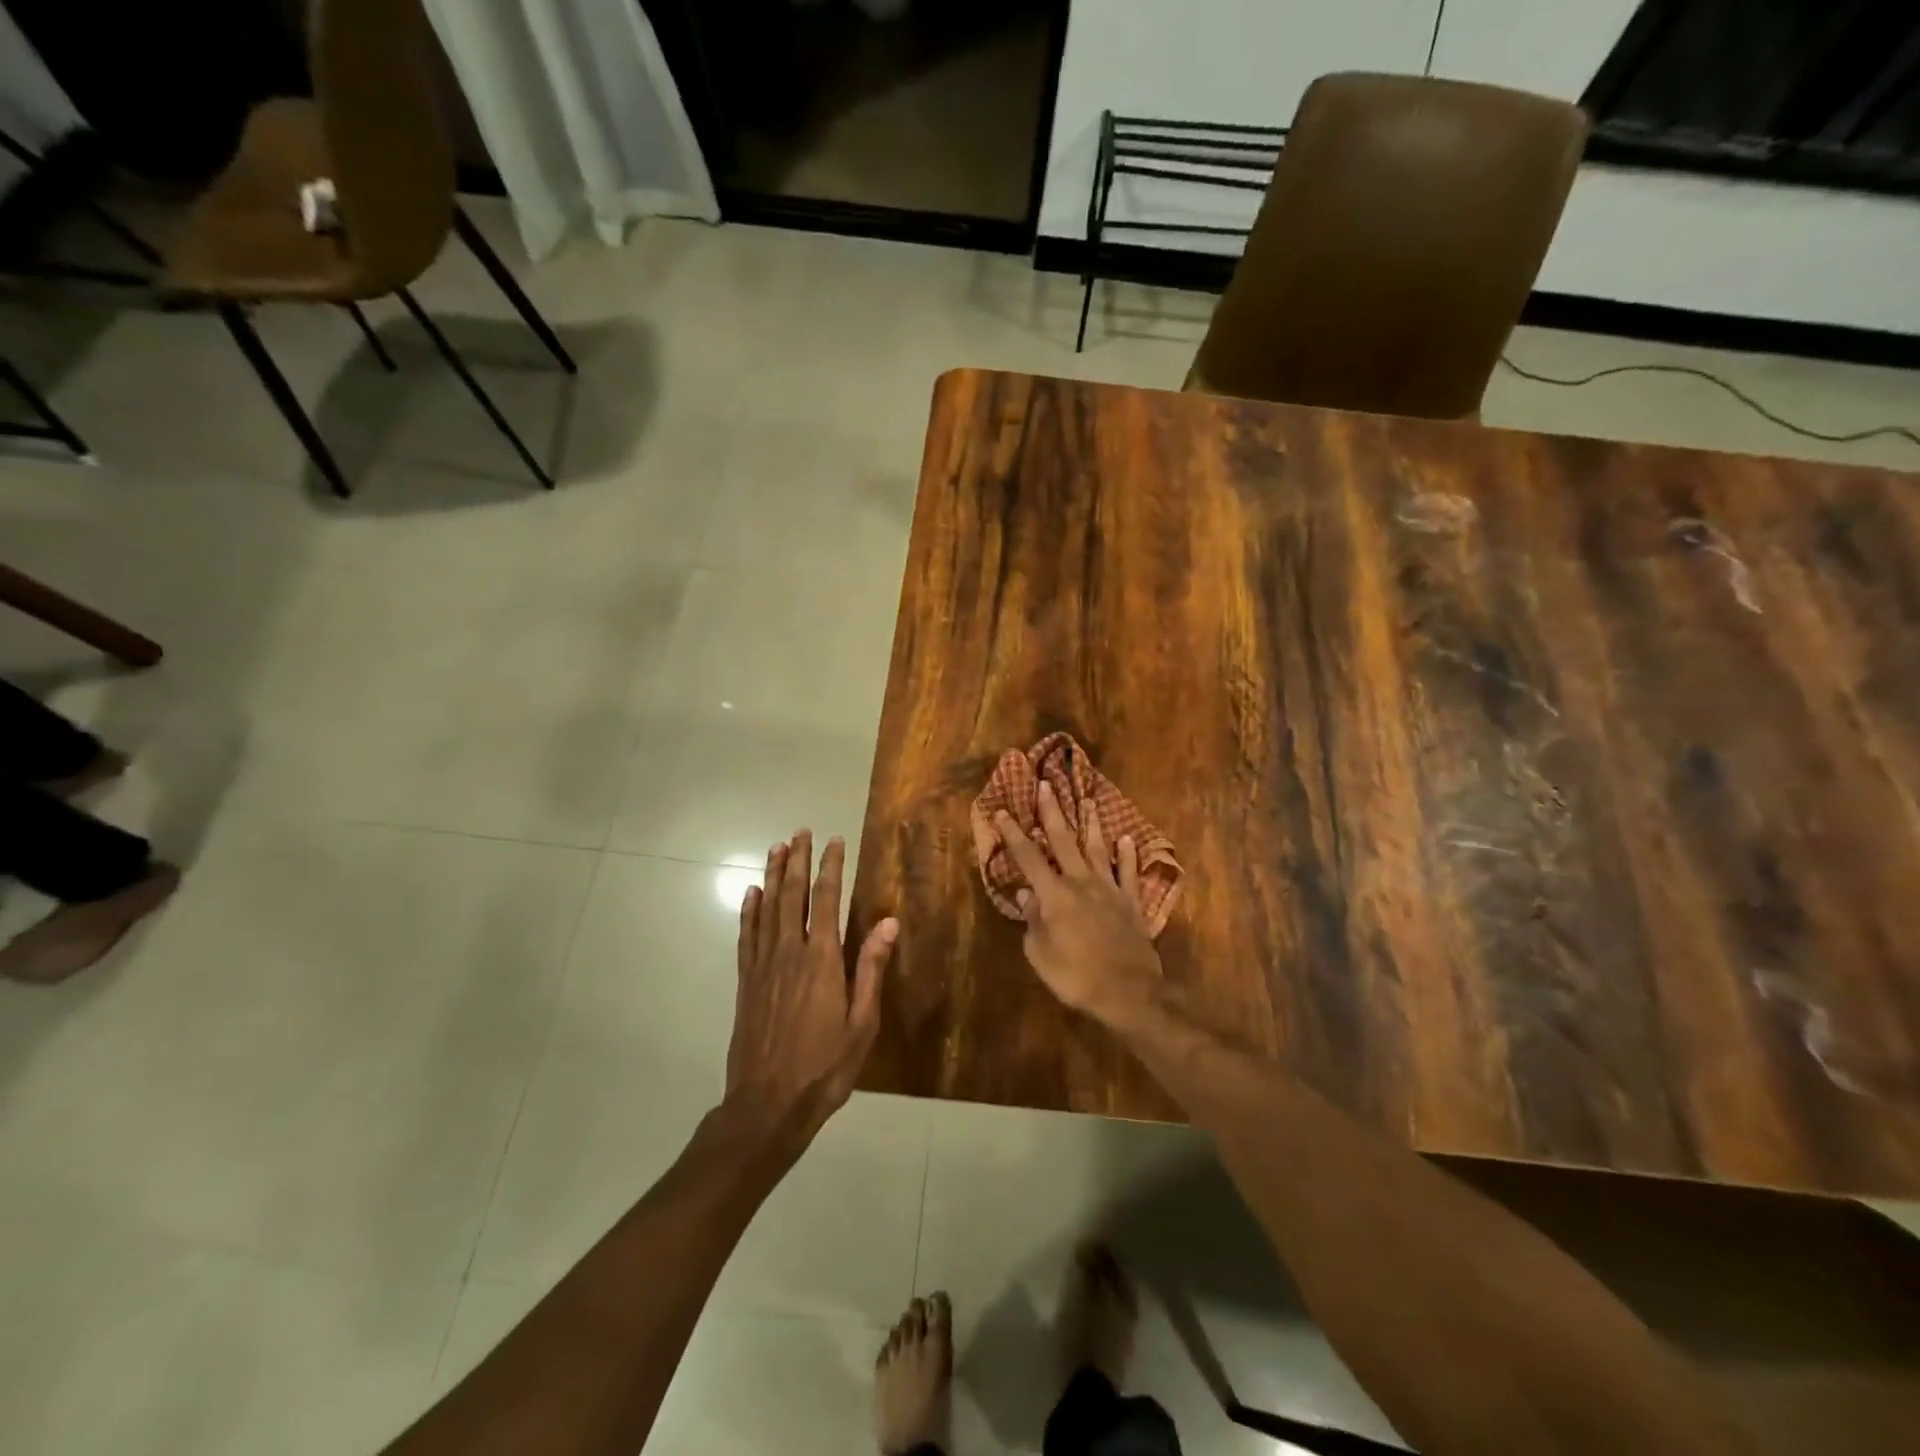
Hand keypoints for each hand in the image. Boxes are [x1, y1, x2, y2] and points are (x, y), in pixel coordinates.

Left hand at [726, 830, 897, 1144]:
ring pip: (767, 909)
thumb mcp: (862, 1023)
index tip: (835, 841)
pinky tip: (750, 894)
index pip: (826, 900)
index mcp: (822, 960)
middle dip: (797, 861)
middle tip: (800, 831)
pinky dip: (748, 911)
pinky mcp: (746, 983)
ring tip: (776, 848)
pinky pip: (747, 936)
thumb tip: (887, 921)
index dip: (831, 867)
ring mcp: (763, 966)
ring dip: (772, 876)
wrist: (768, 1105)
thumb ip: (871, 969)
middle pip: (792, 896)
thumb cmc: (825, 1066)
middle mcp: (790, 953)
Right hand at [994, 781, 1162, 1025]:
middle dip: (1052, 812)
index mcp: (1054, 895)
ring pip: (1097, 849)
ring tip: (1088, 800)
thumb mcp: (1040, 954)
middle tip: (1046, 785)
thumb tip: (1026, 894)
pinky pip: (1129, 872)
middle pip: (1063, 841)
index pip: (1028, 857)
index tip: (1001, 811)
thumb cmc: (1076, 977)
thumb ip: (1033, 921)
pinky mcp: (1131, 902)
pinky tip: (1127, 838)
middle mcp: (1081, 882)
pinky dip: (1128, 855)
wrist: (1128, 992)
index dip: (1013, 834)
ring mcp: (1109, 889)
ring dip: (1090, 824)